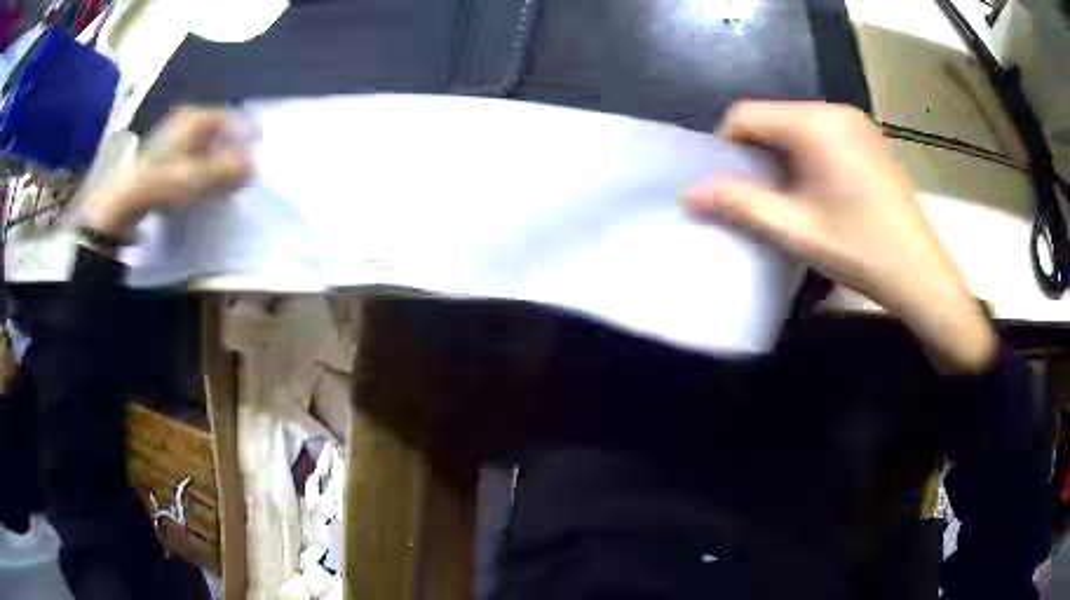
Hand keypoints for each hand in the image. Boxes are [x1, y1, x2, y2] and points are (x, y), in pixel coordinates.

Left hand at [81, 107, 252, 240]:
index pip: (230, 117)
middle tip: (243, 164)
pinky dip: (199, 164)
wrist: (125, 200)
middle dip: (230, 145)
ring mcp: (171, 136)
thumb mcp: (199, 177)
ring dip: (214, 156)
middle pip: (216, 129)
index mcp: (196, 117)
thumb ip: (228, 170)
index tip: (257, 150)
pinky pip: (189, 154)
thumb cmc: (164, 182)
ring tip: (223, 176)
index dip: (245, 132)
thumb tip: (256, 164)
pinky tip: (199, 182)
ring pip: (202, 142)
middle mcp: (185, 119)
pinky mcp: (161, 155)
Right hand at [682, 101, 995, 372]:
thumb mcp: (794, 230)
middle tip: (758, 199)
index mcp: (814, 123)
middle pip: (772, 118)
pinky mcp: (870, 139)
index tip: (728, 187)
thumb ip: (737, 204)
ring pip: (796, 127)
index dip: (726, 147)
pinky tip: (819, 194)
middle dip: (756, 154)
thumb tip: (687, 193)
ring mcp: (857, 123)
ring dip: (781, 157)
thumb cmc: (860, 250)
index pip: (745, 114)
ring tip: (788, 200)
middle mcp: (835, 110)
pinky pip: (822, 135)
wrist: (921, 274)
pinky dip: (807, 157)